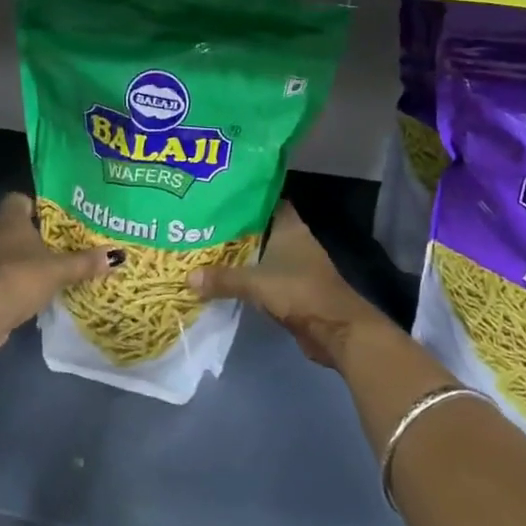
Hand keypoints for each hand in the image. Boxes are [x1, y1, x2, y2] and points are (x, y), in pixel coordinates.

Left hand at [0, 192, 119, 353]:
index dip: (31, 205)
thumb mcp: (60, 270)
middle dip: (24, 232)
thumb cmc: (23, 277)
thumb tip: (117, 255)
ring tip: (37, 268)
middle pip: (7, 224)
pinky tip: (22, 289)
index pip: (16, 199)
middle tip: (48, 244)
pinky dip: (4, 277)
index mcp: (9, 220)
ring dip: (12, 256)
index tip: (48, 218)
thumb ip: (85, 262)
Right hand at [190, 201, 390, 369]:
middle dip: (234, 226)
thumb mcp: (256, 283)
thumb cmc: (300, 292)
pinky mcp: (292, 288)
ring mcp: (295, 265)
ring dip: (239, 253)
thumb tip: (187, 277)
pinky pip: (263, 275)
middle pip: (259, 227)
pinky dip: (247, 276)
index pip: (265, 200)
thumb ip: (223, 278)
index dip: (244, 195)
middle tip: (201, 221)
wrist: (337, 331)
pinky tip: (223, 276)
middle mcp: (293, 240)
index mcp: (289, 226)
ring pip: (260, 252)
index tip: (217, 194)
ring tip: (205, 247)